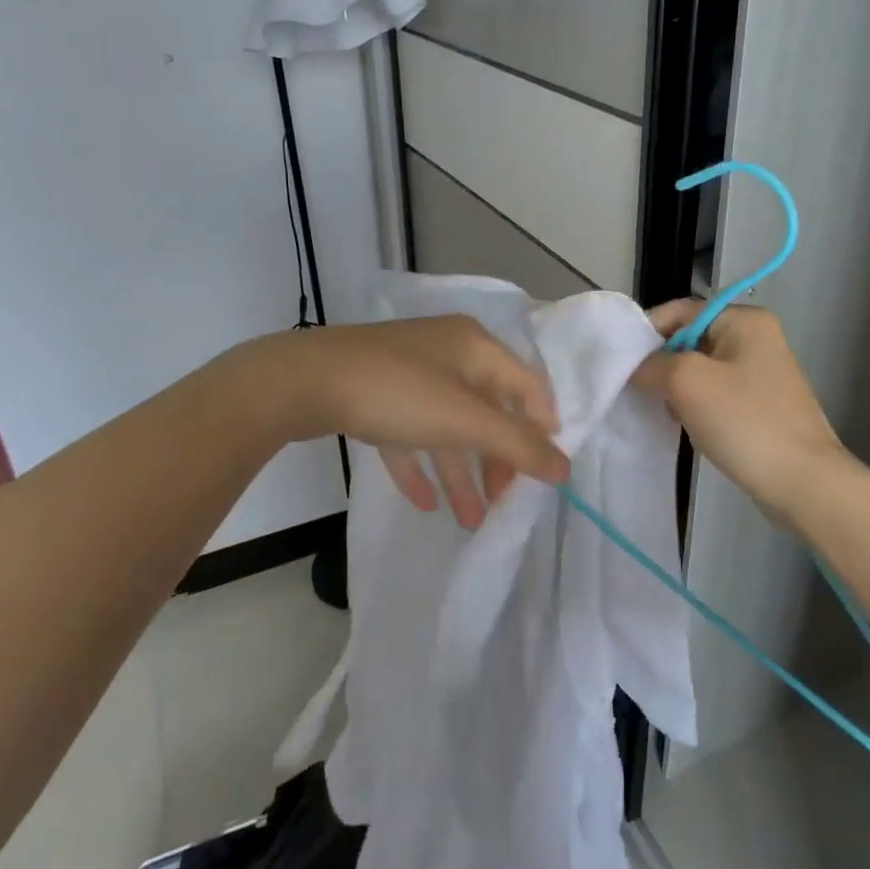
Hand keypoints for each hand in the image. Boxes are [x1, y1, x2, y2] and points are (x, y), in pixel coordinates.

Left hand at [251, 316, 567, 529]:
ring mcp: (408, 372)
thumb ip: (518, 445)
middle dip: (497, 460)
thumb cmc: (399, 393)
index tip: (545, 472)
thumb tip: (565, 468)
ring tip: (469, 520)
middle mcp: (447, 353)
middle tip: (502, 502)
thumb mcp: (465, 420)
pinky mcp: (375, 394)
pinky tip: (424, 501)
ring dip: (460, 472)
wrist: (304, 381)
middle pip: (488, 410)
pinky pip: (409, 433)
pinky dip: (420, 464)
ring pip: (447, 427)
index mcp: (476, 347)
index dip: (542, 427)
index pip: (527, 386)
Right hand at [631, 300, 848, 517]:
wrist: (802, 481)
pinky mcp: (760, 404)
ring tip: (666, 411)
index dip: (645, 332)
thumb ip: (651, 364)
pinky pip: (714, 394)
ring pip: (698, 370)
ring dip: (676, 389)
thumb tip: (634, 367)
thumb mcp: (687, 381)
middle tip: (640, 390)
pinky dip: (695, 406)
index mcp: (744, 320)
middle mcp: (755, 338)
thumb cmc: (744, 421)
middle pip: (688, 340)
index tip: (620, 363)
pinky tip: (688, 426)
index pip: (679, 311)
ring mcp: (760, 373)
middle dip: (661, 364)